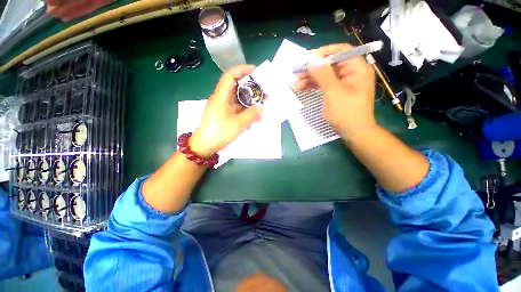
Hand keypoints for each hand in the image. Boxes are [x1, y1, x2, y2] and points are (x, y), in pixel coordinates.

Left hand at [189, 65, 263, 156]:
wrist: (205, 145)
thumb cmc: (220, 132)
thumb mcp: (239, 123)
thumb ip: (252, 114)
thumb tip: (262, 106)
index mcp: (221, 96)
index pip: (230, 76)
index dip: (242, 70)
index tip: (255, 70)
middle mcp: (221, 98)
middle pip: (236, 87)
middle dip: (250, 88)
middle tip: (263, 91)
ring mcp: (222, 107)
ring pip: (238, 99)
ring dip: (249, 102)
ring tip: (261, 107)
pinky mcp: (224, 114)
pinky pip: (236, 109)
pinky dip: (245, 111)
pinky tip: (254, 118)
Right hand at [293, 44, 375, 139]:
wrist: (353, 132)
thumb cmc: (346, 113)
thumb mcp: (333, 93)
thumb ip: (323, 75)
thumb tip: (311, 60)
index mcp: (357, 68)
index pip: (340, 51)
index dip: (323, 53)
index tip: (307, 59)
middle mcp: (351, 72)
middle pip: (330, 64)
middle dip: (312, 69)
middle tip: (296, 73)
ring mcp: (344, 83)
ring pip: (325, 75)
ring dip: (310, 78)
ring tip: (295, 84)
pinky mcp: (337, 91)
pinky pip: (324, 84)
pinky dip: (313, 86)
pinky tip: (302, 88)